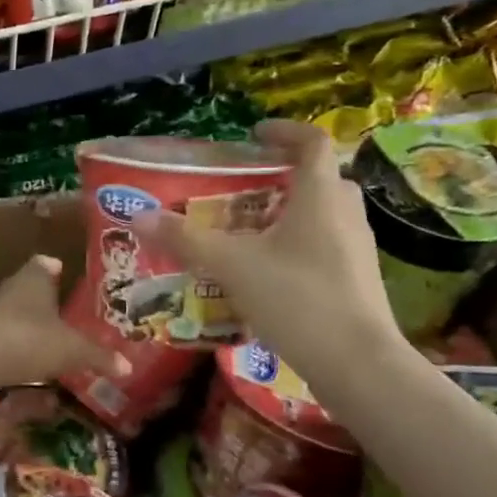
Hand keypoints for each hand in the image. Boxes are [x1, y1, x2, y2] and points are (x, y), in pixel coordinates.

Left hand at [0, 256, 129, 394]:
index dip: (54, 268)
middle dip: (43, 299)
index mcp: (33, 278)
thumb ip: (99, 356)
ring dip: (26, 323)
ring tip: (46, 338)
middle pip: (27, 287)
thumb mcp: (72, 350)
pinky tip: (22, 360)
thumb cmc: (28, 340)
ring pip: (12, 312)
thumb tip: (128, 366)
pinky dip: (11, 345)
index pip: (44, 264)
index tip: (63, 272)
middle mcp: (9, 288)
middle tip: (63, 311)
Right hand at [128, 119, 407, 397]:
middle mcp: (345, 215)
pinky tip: (269, 272)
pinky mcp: (357, 281)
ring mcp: (357, 250)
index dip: (285, 131)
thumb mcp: (232, 266)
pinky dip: (299, 245)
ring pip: (325, 215)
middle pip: (321, 179)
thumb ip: (186, 239)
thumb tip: (138, 216)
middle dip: (285, 176)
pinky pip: (326, 246)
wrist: (357, 365)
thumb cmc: (297, 299)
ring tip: (250, 230)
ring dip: (292, 212)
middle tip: (247, 187)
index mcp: (320, 196)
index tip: (255, 134)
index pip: (313, 142)